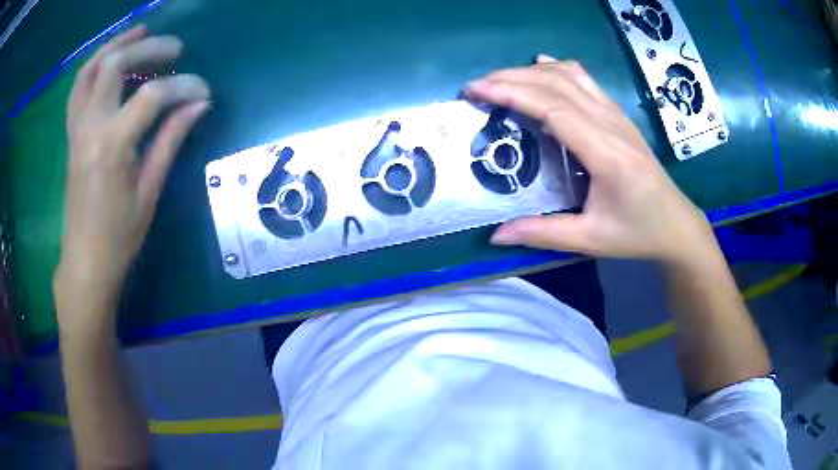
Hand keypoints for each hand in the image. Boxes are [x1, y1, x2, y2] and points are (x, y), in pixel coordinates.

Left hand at [54, 25, 209, 320]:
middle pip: (115, 65)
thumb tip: (199, 104)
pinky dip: (95, 65)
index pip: (151, 96)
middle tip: (175, 48)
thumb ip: (171, 140)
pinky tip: (112, 60)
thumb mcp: (149, 192)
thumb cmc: (119, 237)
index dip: (183, 86)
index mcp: (112, 147)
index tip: (204, 91)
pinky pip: (78, 89)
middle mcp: (90, 128)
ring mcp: (76, 129)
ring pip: (90, 70)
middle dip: (148, 48)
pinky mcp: (72, 135)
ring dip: (117, 45)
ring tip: (141, 33)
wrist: (85, 263)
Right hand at [466, 55, 715, 264]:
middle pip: (557, 84)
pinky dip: (558, 70)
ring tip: (501, 79)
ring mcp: (617, 116)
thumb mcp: (591, 240)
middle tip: (477, 86)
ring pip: (571, 76)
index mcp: (606, 154)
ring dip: (532, 71)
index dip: (512, 93)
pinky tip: (541, 67)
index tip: (477, 90)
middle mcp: (612, 125)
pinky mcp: (619, 116)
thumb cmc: (638, 232)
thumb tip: (497, 234)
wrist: (677, 223)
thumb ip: (543, 233)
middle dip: (512, 77)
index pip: (553, 108)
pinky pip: (586, 81)